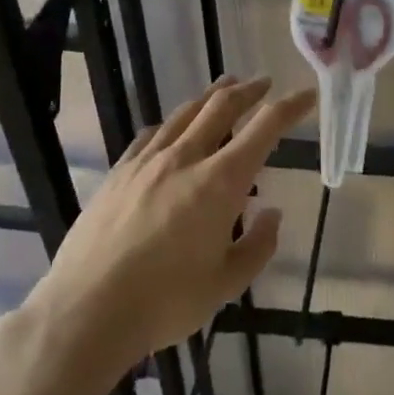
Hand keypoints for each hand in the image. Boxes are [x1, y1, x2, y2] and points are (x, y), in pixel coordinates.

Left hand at [27, 75, 314, 382]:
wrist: (86, 311)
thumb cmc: (165, 302)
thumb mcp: (226, 284)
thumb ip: (258, 245)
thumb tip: (270, 213)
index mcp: (221, 181)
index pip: (265, 128)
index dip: (291, 107)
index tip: (307, 96)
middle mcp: (186, 158)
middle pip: (222, 106)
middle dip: (249, 90)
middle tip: (263, 83)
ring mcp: (147, 162)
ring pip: (185, 114)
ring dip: (210, 97)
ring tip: (224, 88)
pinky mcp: (118, 173)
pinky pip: (150, 135)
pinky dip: (171, 123)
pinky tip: (170, 128)